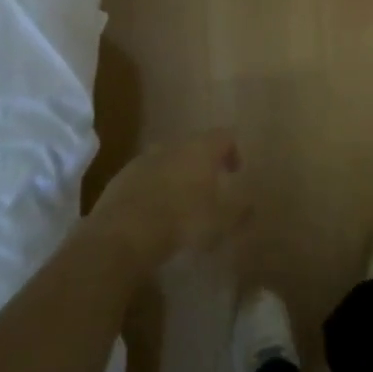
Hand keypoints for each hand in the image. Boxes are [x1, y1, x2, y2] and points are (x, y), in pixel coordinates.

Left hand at [84, 130, 251, 277]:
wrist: (122, 235)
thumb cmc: (182, 222)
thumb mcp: (220, 222)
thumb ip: (240, 211)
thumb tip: (251, 204)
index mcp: (201, 149)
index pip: (224, 136)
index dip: (233, 151)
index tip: (236, 172)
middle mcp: (173, 146)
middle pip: (194, 146)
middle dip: (204, 163)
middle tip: (211, 187)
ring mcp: (144, 159)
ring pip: (168, 160)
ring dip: (178, 175)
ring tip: (182, 202)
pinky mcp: (121, 177)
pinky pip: (146, 176)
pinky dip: (154, 188)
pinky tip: (155, 212)